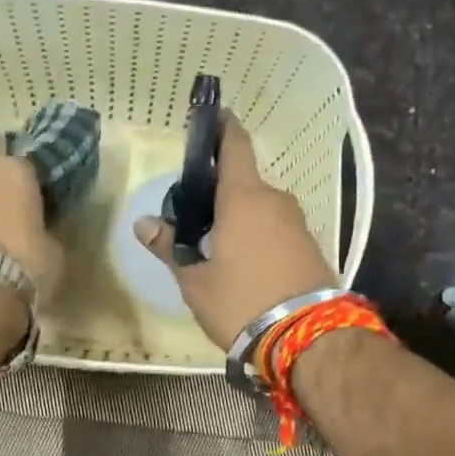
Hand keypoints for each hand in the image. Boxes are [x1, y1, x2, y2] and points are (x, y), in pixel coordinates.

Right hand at [134, 117, 336, 348]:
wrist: (309, 340)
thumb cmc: (241, 302)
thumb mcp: (195, 281)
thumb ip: (169, 248)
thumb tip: (144, 224)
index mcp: (243, 197)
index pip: (235, 145)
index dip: (222, 127)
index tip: (211, 116)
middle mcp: (275, 200)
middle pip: (243, 183)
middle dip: (219, 192)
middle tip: (193, 216)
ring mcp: (298, 223)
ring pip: (260, 208)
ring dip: (239, 217)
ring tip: (214, 246)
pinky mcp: (311, 246)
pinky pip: (276, 228)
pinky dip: (258, 234)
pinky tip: (244, 262)